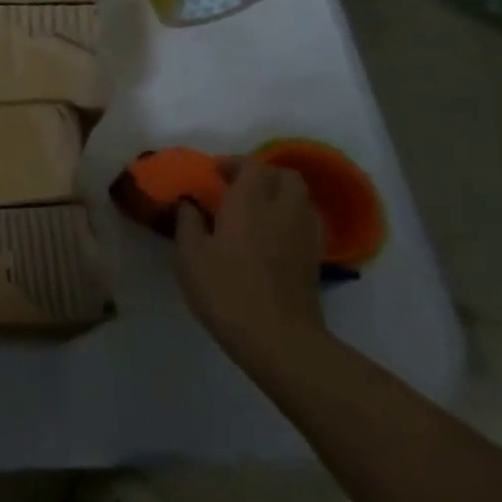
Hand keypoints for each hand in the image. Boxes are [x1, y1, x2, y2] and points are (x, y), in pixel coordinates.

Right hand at [175, 159, 327, 365]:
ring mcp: (303, 235)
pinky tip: (270, 235)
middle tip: (237, 186)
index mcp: (249, 204)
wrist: (277, 337)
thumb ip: (188, 223)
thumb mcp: (190, 255)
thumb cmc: (224, 290)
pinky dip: (289, 217)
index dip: (233, 164)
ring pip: (300, 198)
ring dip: (279, 194)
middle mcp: (282, 211)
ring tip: (254, 209)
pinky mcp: (313, 258)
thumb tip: (189, 203)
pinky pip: (305, 221)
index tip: (213, 174)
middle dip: (263, 174)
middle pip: (286, 176)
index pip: (252, 166)